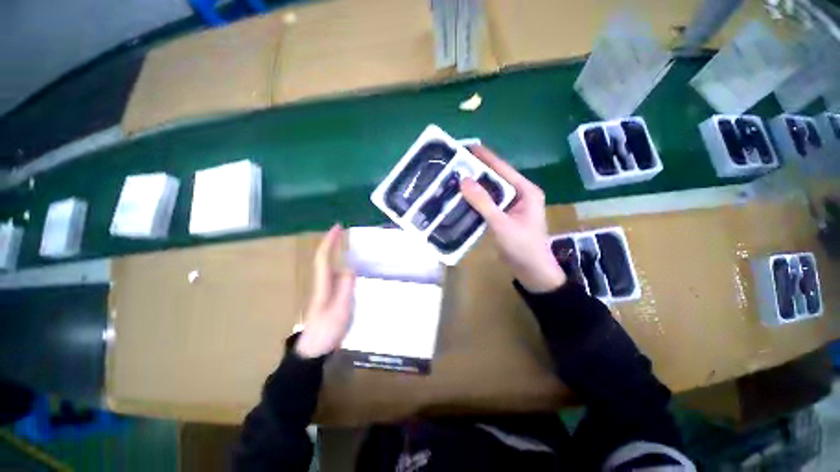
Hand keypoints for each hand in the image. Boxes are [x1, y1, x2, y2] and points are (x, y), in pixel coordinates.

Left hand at [295, 224, 355, 357]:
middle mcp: (322, 283)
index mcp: (323, 284)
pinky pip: (336, 276)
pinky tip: (352, 268)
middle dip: (332, 243)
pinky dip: (342, 266)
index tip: (338, 227)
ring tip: (348, 244)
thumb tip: (350, 268)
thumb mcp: (341, 310)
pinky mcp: (329, 297)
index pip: (324, 258)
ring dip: (337, 252)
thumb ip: (346, 288)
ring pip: (331, 267)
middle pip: (325, 259)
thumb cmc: (326, 330)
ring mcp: (325, 290)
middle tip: (343, 231)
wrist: (313, 349)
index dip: (330, 242)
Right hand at [460, 146, 565, 292]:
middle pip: (495, 177)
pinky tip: (462, 198)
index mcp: (525, 190)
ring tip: (454, 178)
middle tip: (455, 164)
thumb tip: (464, 180)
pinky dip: (476, 200)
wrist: (532, 272)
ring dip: (475, 186)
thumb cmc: (522, 247)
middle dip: (476, 171)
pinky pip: (489, 203)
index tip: (466, 147)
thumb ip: (483, 203)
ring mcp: (512, 205)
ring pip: (491, 191)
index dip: (485, 157)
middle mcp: (519, 193)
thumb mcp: (501, 224)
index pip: (502, 168)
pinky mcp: (504, 215)